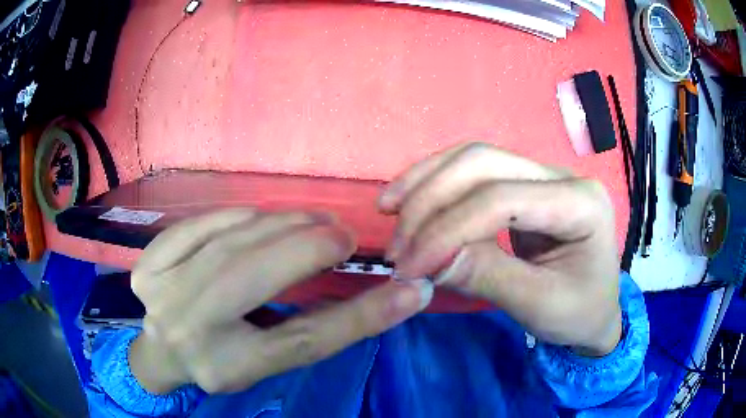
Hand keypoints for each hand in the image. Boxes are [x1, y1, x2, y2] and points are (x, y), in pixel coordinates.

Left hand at [128, 210, 432, 393]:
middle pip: (255, 277)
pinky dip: (234, 217)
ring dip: (278, 225)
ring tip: (310, 222)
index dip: (363, 313)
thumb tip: (393, 296)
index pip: (304, 340)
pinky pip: (198, 226)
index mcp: (228, 367)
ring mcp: (160, 293)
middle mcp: (189, 331)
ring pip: (228, 243)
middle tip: (342, 234)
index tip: (410, 287)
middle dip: (309, 246)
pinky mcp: (147, 265)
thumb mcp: (271, 357)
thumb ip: (322, 327)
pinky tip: (255, 220)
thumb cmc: (224, 359)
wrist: (163, 351)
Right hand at [379, 143, 621, 355]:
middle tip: (396, 242)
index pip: (502, 199)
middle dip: (431, 199)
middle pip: (483, 163)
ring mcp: (542, 176)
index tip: (408, 266)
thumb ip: (489, 278)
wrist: (596, 311)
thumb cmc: (579, 313)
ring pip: (474, 159)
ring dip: (426, 182)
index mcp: (581, 203)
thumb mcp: (540, 306)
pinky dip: (437, 184)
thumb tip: (429, 261)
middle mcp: (562, 176)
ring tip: (388, 208)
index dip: (447, 229)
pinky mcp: (524, 186)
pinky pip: (475, 173)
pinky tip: (411, 199)